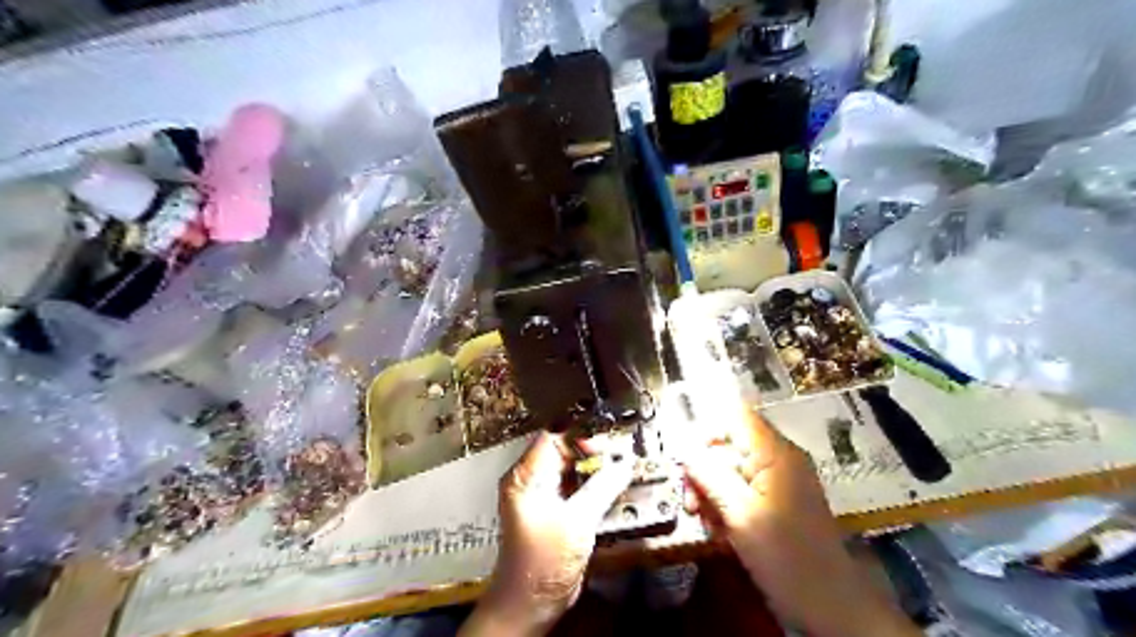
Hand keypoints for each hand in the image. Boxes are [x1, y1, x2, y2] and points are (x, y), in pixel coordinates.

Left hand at [460, 433, 636, 636]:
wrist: (532, 603)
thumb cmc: (544, 562)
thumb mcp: (576, 521)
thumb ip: (601, 488)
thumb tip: (623, 464)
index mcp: (526, 477)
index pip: (551, 437)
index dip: (579, 434)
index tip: (605, 441)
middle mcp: (531, 481)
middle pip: (563, 451)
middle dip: (592, 450)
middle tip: (619, 454)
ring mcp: (543, 496)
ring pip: (572, 469)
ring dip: (596, 468)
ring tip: (621, 466)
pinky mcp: (556, 511)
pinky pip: (576, 487)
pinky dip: (594, 484)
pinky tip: (613, 486)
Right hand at [682, 407, 911, 635]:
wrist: (832, 607)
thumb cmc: (786, 558)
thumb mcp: (740, 515)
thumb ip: (709, 475)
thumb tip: (682, 447)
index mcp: (775, 453)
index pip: (734, 416)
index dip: (706, 429)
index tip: (686, 459)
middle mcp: (779, 458)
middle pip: (729, 445)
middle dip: (704, 470)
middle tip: (690, 503)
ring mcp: (780, 480)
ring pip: (732, 470)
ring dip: (712, 493)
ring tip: (706, 524)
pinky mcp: (779, 501)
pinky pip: (743, 490)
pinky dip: (727, 506)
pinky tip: (721, 533)